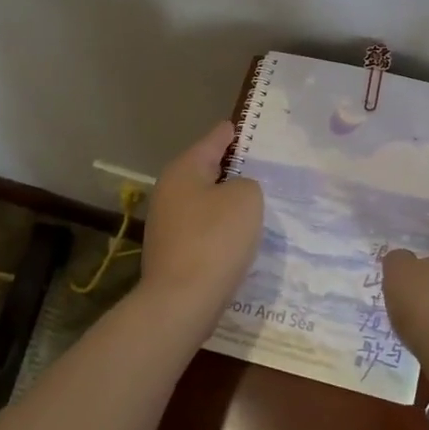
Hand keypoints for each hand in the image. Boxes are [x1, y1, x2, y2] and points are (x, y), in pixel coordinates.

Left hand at [139, 121, 264, 318]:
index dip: (231, 133)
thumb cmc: (216, 240)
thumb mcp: (246, 199)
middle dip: (231, 170)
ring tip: (256, 204)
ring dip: (226, 202)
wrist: (182, 301)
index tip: (244, 127)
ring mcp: (167, 224)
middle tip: (261, 168)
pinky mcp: (172, 252)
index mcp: (184, 170)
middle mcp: (169, 191)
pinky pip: (203, 229)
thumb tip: (234, 194)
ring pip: (204, 202)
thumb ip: (246, 184)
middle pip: (205, 171)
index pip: (213, 140)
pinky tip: (238, 237)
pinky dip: (220, 228)